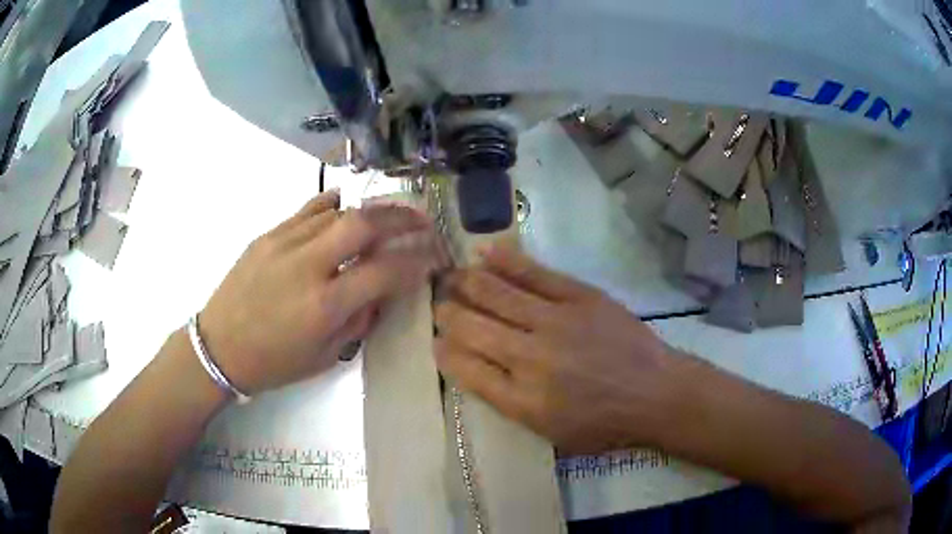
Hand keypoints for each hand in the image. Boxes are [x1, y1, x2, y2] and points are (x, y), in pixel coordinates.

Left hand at [200, 190, 442, 393]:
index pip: (383, 271)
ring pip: (337, 212)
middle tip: (422, 220)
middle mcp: (307, 266)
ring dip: (371, 211)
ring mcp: (284, 243)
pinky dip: (332, 204)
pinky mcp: (268, 235)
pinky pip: (307, 210)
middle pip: (363, 224)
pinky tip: (346, 202)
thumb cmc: (273, 363)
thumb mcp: (324, 357)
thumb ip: (358, 321)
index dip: (416, 262)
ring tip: (391, 214)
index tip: (433, 257)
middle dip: (400, 218)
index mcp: (324, 306)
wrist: (218, 347)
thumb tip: (380, 292)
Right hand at [435, 245, 693, 453]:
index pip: (465, 368)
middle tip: (439, 304)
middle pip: (472, 327)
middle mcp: (530, 358)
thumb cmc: (605, 423)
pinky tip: (485, 252)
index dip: (444, 351)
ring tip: (450, 275)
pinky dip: (507, 261)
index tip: (437, 340)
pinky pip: (535, 273)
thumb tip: (476, 368)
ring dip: (466, 282)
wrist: (656, 394)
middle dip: (446, 313)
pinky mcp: (580, 296)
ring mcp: (556, 321)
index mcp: (522, 400)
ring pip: (496, 294)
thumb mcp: (551, 434)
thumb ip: (509, 403)